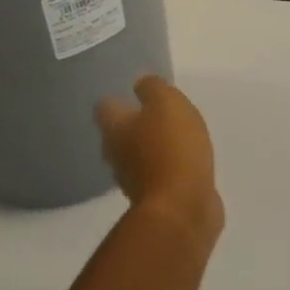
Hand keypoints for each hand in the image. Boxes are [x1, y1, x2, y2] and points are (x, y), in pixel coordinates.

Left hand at [95, 76, 223, 241]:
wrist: (182, 206)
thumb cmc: (172, 149)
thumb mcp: (168, 105)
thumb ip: (154, 89)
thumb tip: (141, 82)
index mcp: (115, 129)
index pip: (105, 107)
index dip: (118, 98)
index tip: (134, 93)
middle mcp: (116, 154)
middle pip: (118, 134)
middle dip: (133, 125)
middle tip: (156, 115)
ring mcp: (134, 179)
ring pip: (137, 156)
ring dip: (150, 148)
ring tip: (174, 138)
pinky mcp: (155, 198)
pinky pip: (158, 176)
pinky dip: (167, 169)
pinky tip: (185, 163)